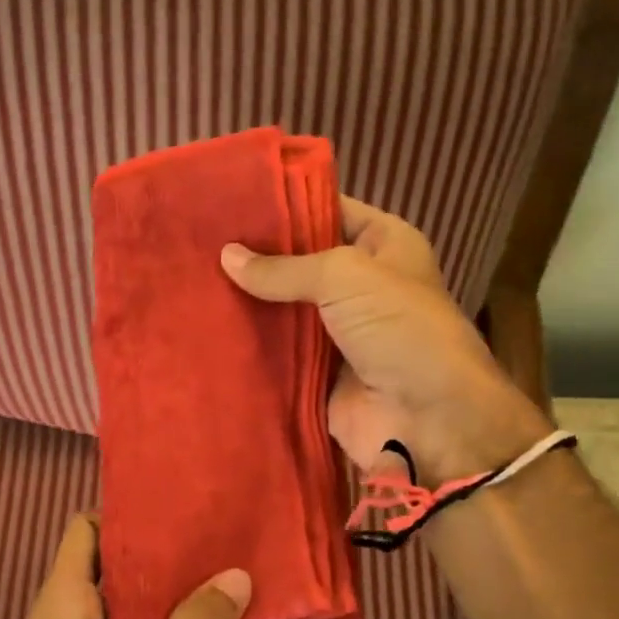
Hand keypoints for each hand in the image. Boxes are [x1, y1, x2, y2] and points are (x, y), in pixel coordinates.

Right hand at [221, 196, 549, 481]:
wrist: (426, 418)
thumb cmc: (399, 327)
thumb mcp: (345, 276)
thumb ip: (284, 267)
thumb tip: (226, 256)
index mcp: (384, 245)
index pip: (328, 210)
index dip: (285, 205)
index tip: (231, 200)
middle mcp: (362, 285)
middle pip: (301, 262)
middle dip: (258, 256)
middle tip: (199, 242)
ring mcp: (339, 332)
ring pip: (286, 309)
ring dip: (249, 302)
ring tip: (193, 281)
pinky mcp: (319, 373)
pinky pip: (280, 353)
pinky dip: (252, 346)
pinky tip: (208, 329)